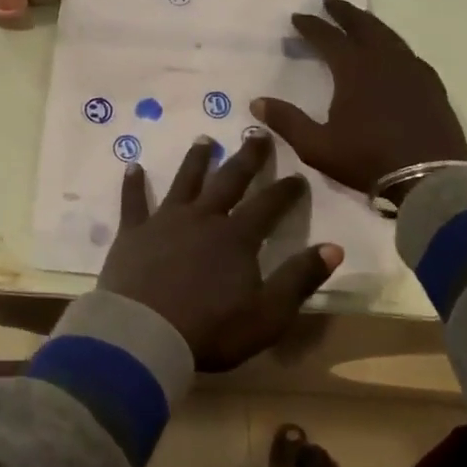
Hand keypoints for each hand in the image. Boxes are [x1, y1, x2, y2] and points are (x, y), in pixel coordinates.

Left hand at [99, 133, 342, 371]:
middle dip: (246, 157)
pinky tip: (132, 165)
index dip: (285, 190)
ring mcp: (166, 221)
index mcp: (237, 237)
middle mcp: (203, 218)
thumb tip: (334, 247)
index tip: (298, 175)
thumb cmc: (211, 329)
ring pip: (185, 181)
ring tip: (204, 139)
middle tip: (257, 132)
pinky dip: (133, 183)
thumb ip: (300, 278)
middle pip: (229, 180)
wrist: (145, 334)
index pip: (268, 206)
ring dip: (196, 160)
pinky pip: (134, 201)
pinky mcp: (134, 232)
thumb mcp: (268, 314)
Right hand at [253, 0, 466, 194]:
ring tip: (359, 20)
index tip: (297, 17)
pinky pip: (408, 53)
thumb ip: (287, 121)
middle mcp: (384, 61)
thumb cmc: (368, 159)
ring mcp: (412, 71)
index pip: (328, 37)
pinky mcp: (431, 85)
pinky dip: (393, 44)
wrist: (430, 179)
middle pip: (363, 26)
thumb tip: (257, 102)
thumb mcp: (317, 146)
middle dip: (344, 12)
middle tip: (330, 1)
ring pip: (388, 35)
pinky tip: (393, 53)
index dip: (311, 26)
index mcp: (354, 69)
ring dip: (370, 24)